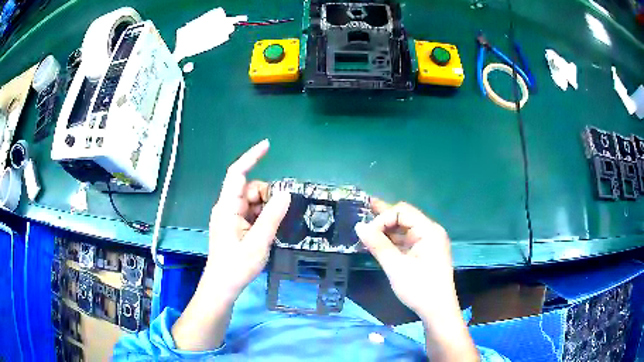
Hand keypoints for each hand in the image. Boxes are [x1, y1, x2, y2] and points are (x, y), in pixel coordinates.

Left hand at [172, 140, 289, 350]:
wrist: (223, 287)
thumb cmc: (236, 266)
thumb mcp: (258, 242)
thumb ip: (272, 217)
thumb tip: (285, 193)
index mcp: (227, 207)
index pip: (237, 174)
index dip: (251, 157)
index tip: (268, 146)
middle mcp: (227, 207)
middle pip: (249, 188)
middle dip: (266, 194)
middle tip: (279, 213)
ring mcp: (230, 217)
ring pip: (252, 201)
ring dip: (266, 208)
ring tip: (273, 228)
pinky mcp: (235, 226)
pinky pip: (251, 212)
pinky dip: (262, 216)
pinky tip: (268, 230)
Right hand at [355, 200, 454, 318]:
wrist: (437, 311)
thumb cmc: (419, 289)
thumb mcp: (396, 267)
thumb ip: (378, 245)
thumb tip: (359, 226)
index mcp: (429, 231)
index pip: (402, 212)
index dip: (382, 218)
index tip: (367, 234)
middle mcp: (430, 232)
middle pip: (404, 217)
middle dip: (383, 217)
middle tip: (361, 211)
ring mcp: (428, 242)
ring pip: (404, 229)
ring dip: (386, 230)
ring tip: (365, 228)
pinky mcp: (424, 252)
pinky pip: (406, 240)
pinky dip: (392, 241)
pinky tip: (377, 242)